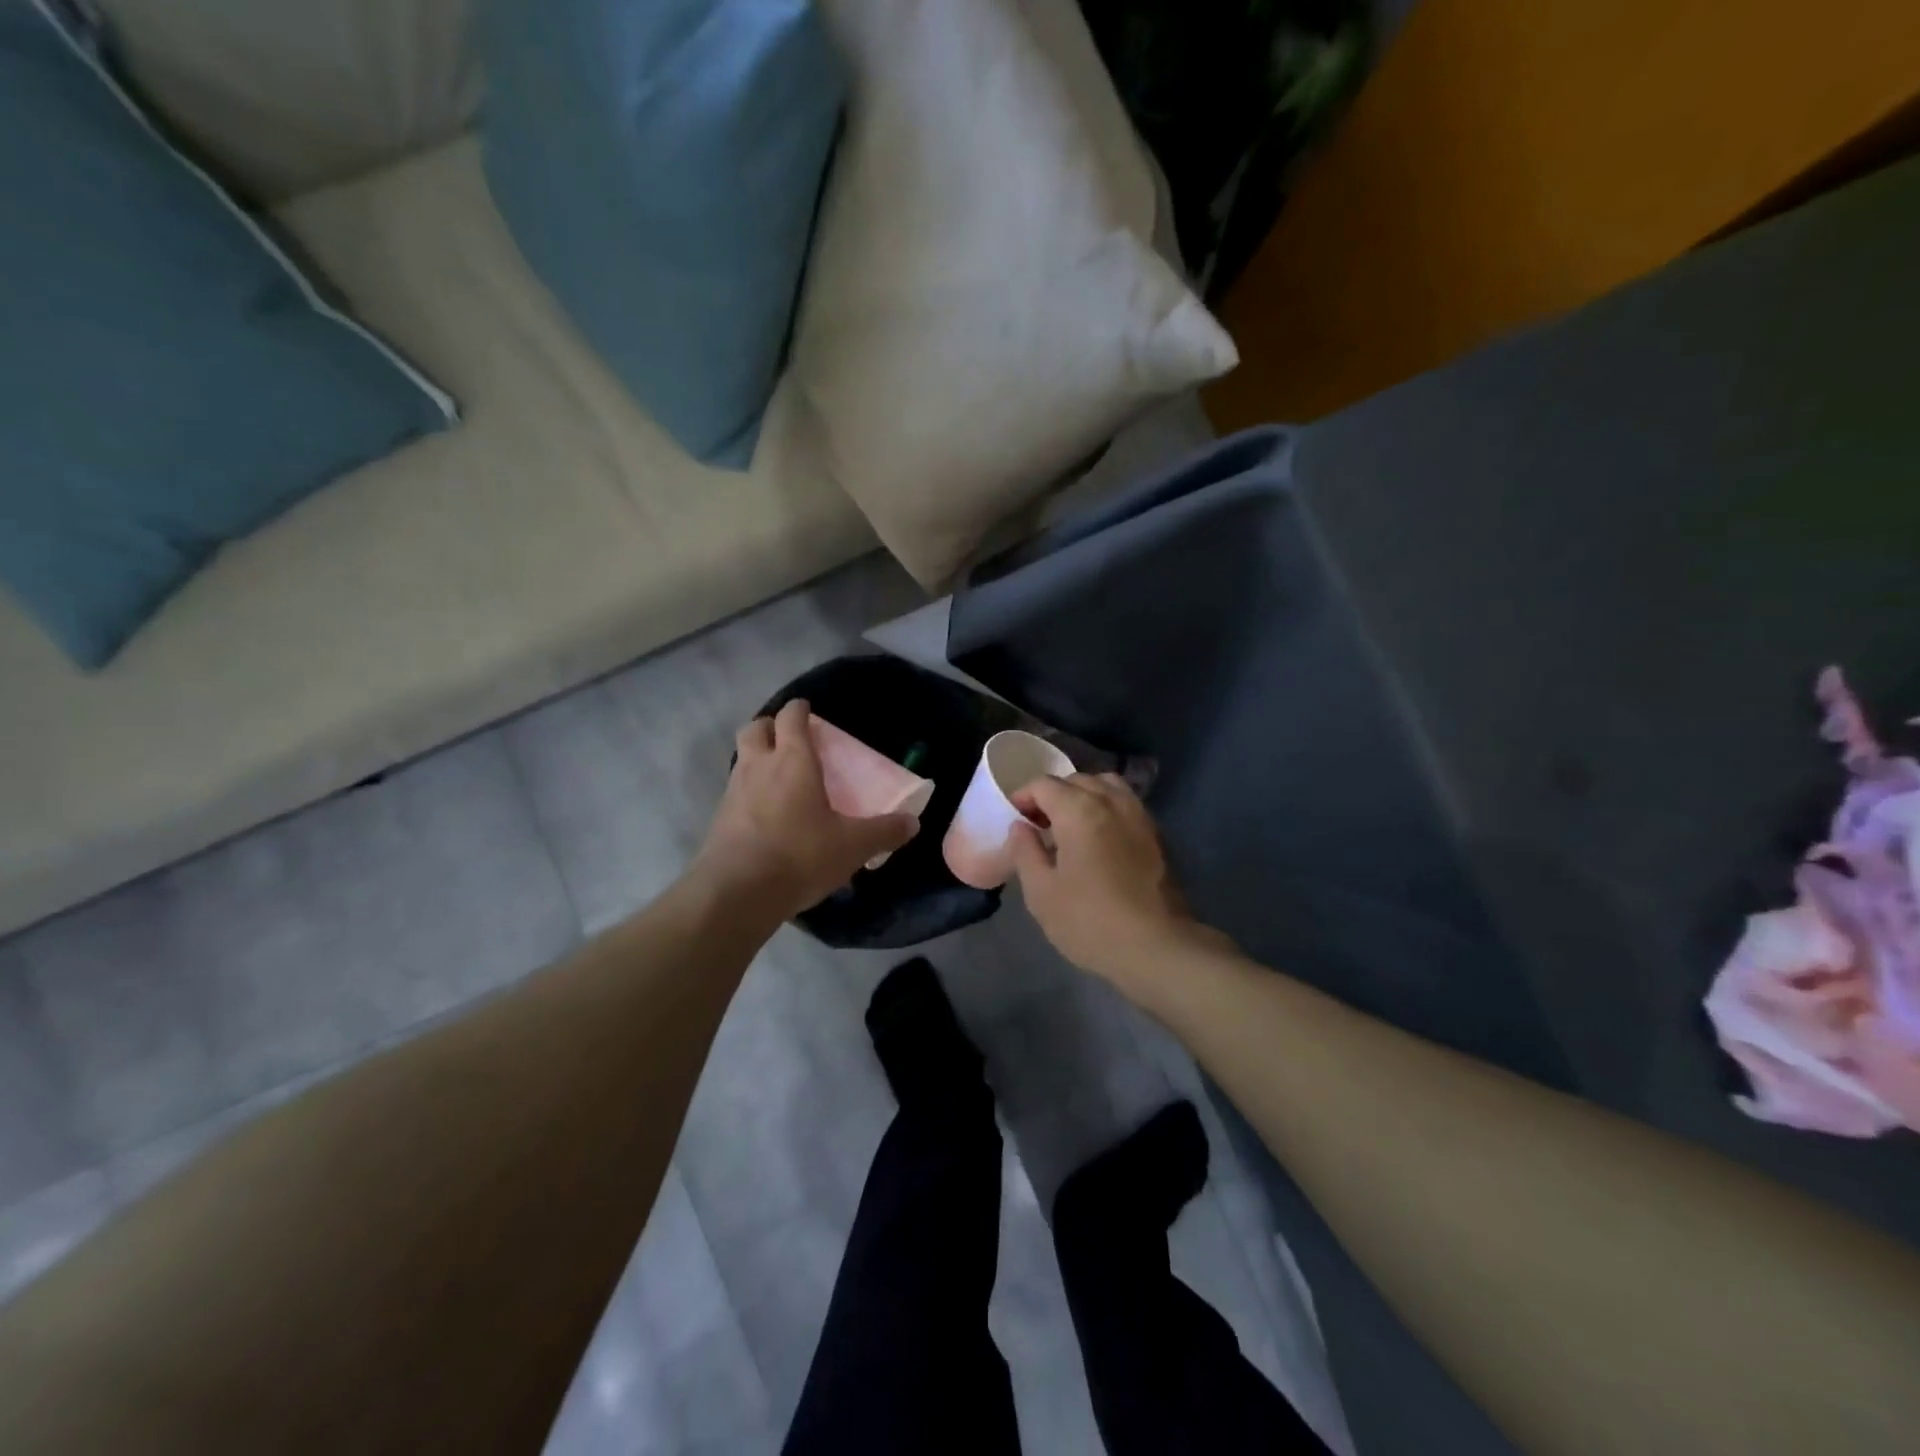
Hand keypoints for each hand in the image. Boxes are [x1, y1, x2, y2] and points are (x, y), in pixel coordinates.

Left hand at [691, 700, 918, 919]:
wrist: (737, 893)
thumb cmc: (799, 856)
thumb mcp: (852, 846)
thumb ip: (883, 831)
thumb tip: (911, 822)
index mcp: (792, 761)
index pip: (791, 716)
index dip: (800, 709)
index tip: (810, 711)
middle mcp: (758, 766)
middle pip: (755, 728)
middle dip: (771, 727)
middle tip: (791, 741)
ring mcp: (733, 791)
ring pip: (742, 758)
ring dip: (758, 758)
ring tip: (782, 779)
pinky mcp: (719, 818)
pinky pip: (735, 791)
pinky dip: (750, 791)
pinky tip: (768, 814)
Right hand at [1009, 774, 1222, 993]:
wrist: (1156, 947)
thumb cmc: (1089, 920)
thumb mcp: (1041, 892)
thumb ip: (1025, 851)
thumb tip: (1021, 827)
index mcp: (1079, 810)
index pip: (1044, 785)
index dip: (1023, 797)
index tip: (1016, 820)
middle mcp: (1111, 801)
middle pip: (1076, 780)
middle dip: (1053, 795)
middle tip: (1039, 825)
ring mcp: (1138, 815)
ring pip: (1106, 786)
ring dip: (1083, 796)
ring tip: (1071, 825)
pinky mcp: (1155, 834)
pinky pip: (1126, 804)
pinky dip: (1107, 807)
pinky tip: (1098, 838)